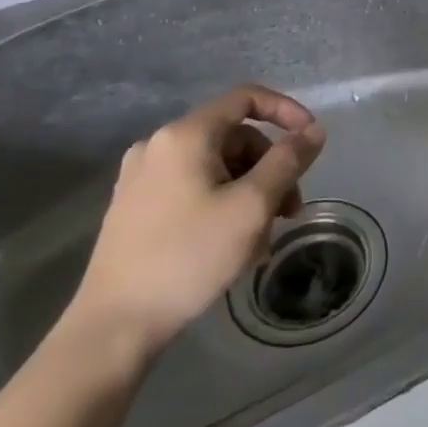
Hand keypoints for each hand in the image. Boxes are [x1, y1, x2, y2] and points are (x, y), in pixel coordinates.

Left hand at [68, 85, 325, 357]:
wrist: (112, 328)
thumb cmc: (188, 257)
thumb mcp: (252, 206)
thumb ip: (289, 160)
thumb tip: (315, 130)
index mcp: (185, 135)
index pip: (247, 98)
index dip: (286, 111)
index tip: (311, 140)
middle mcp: (159, 146)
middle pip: (234, 137)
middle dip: (270, 167)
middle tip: (290, 208)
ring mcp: (141, 178)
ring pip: (216, 166)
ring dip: (249, 191)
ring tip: (263, 237)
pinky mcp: (133, 208)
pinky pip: (193, 187)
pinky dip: (222, 203)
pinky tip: (232, 244)